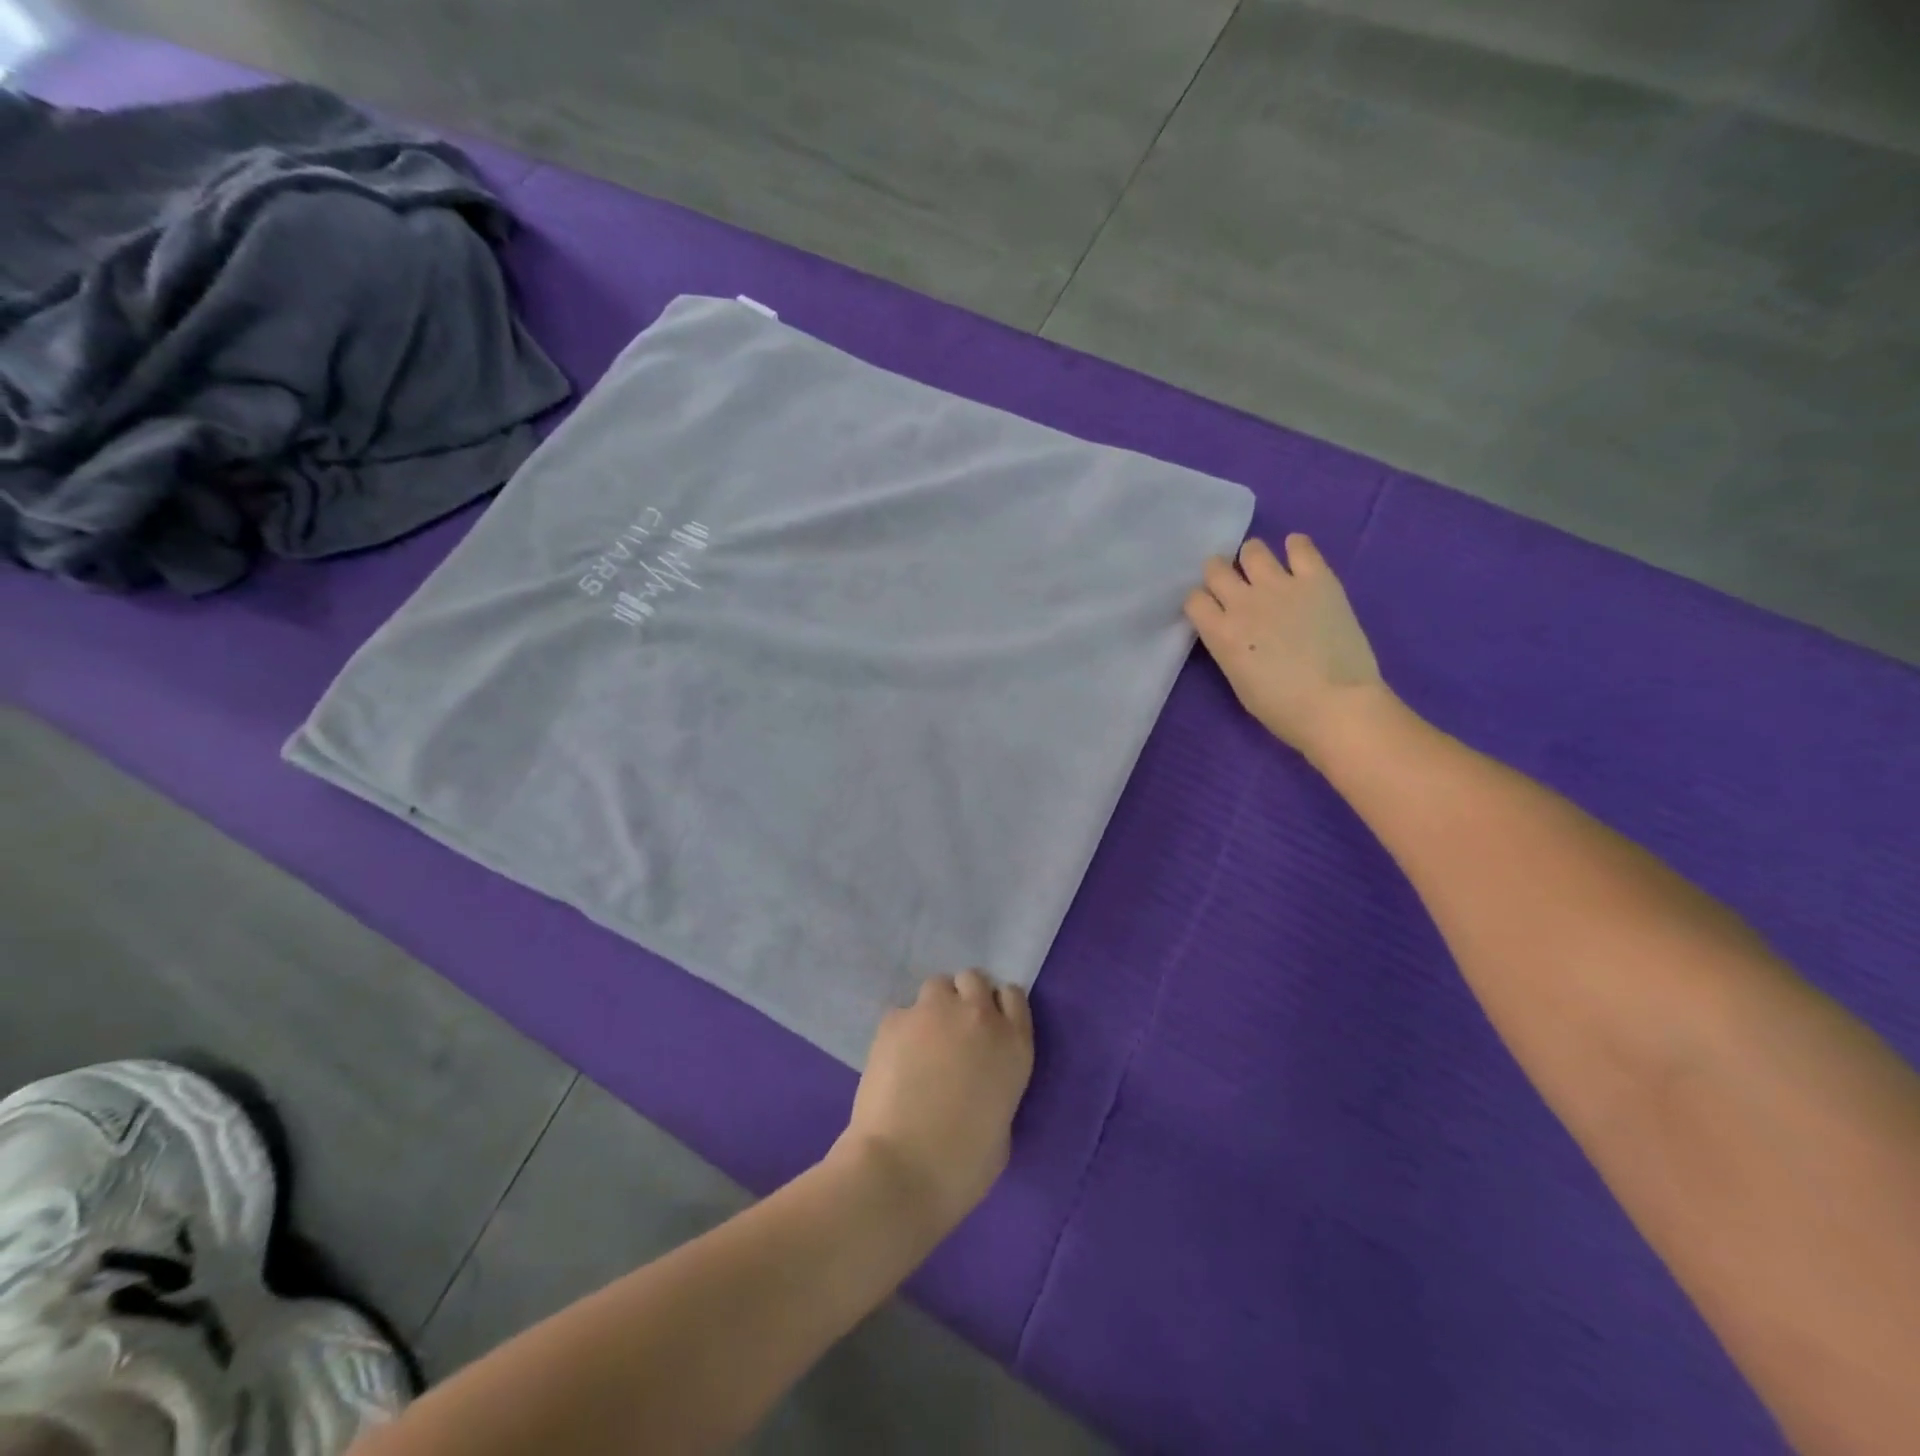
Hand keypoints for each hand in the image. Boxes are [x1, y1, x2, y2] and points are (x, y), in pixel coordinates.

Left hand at [838, 972, 1034, 1232]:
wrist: (901, 1170)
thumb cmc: (963, 1166)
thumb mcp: (1003, 1126)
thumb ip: (997, 1086)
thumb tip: (979, 1081)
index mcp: (1014, 1044)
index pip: (1012, 996)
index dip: (997, 1009)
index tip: (986, 1030)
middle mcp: (978, 1016)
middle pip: (974, 980)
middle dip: (965, 998)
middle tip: (953, 1032)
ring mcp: (933, 1012)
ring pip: (937, 986)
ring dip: (934, 1007)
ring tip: (922, 1041)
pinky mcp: (894, 1020)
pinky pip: (902, 1012)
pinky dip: (902, 1029)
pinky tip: (894, 1059)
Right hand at [1185, 534, 1385, 758]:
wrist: (1335, 704)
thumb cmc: (1281, 708)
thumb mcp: (1238, 680)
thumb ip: (1229, 647)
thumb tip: (1235, 633)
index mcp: (1220, 632)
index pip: (1194, 599)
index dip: (1202, 602)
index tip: (1212, 609)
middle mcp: (1243, 601)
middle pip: (1215, 568)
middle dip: (1219, 574)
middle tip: (1234, 586)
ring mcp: (1280, 586)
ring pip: (1252, 550)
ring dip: (1252, 557)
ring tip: (1264, 570)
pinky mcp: (1317, 579)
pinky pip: (1301, 546)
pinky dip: (1296, 546)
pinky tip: (1296, 554)